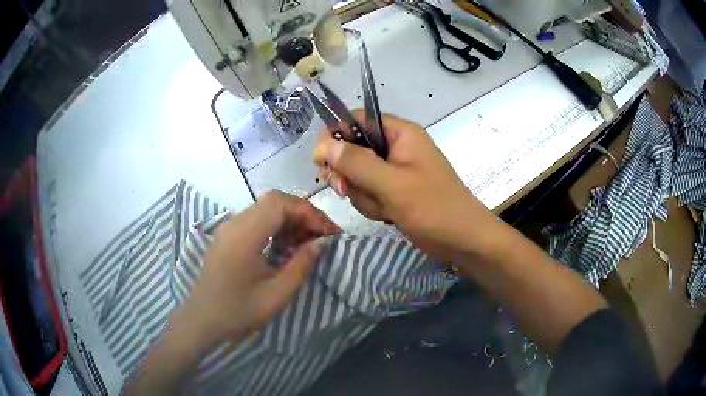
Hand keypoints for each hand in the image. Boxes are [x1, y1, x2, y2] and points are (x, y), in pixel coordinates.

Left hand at [183, 191, 340, 349]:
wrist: (203, 320)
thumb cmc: (238, 312)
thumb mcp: (276, 295)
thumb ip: (301, 266)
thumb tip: (321, 243)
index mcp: (243, 236)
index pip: (279, 203)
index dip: (308, 212)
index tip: (327, 233)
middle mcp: (234, 223)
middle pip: (274, 201)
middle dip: (302, 213)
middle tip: (322, 236)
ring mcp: (229, 228)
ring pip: (266, 208)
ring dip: (290, 219)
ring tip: (308, 241)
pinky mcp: (228, 235)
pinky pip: (257, 219)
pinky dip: (277, 226)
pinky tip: (287, 245)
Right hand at [313, 113, 491, 259]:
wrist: (462, 240)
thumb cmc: (434, 208)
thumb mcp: (392, 184)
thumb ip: (356, 162)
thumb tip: (322, 146)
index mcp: (400, 133)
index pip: (357, 119)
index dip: (336, 135)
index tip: (322, 160)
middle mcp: (395, 147)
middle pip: (353, 149)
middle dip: (349, 174)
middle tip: (346, 190)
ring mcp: (394, 171)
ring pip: (358, 175)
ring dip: (363, 195)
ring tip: (384, 208)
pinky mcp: (394, 191)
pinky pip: (369, 192)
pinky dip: (372, 205)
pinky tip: (387, 215)